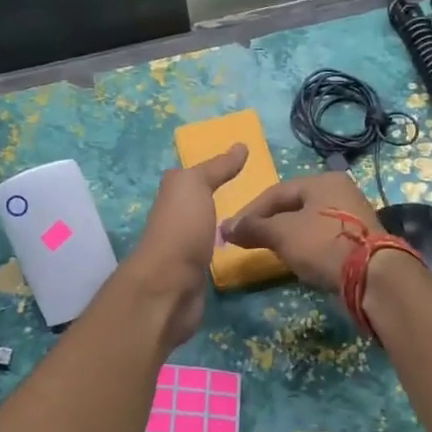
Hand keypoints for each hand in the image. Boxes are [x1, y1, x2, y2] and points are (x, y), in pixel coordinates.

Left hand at [123, 143, 248, 348]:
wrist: (169, 286)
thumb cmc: (181, 228)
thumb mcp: (195, 186)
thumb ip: (216, 168)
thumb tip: (240, 145)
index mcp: (172, 195)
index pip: (196, 178)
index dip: (217, 171)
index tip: (249, 168)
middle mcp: (174, 219)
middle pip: (201, 205)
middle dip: (225, 200)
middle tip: (262, 198)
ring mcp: (184, 249)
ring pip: (208, 231)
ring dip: (226, 227)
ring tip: (259, 223)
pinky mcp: (194, 276)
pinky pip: (214, 256)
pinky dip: (226, 251)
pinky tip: (244, 249)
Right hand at [221, 172, 380, 293]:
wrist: (373, 276)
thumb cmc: (323, 244)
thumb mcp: (282, 233)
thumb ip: (253, 228)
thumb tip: (225, 227)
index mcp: (323, 181)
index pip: (276, 192)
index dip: (250, 211)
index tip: (231, 231)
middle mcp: (340, 192)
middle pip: (293, 206)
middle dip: (268, 223)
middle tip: (249, 241)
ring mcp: (352, 216)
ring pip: (308, 223)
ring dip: (286, 236)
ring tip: (270, 251)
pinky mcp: (359, 240)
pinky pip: (322, 238)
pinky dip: (305, 247)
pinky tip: (297, 260)